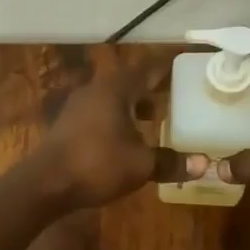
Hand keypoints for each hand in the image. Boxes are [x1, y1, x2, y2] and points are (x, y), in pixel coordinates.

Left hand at [33, 58, 205, 210]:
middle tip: (171, 97)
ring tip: (150, 120)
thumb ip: (171, 162)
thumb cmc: (97, 164)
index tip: (182, 66)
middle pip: (127, 82)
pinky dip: (115, 119)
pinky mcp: (66, 125)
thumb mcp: (141, 165)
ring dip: (130, 106)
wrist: (45, 183)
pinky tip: (123, 139)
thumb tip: (204, 164)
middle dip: (149, 89)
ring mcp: (76, 107)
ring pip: (111, 98)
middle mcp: (94, 90)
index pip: (146, 70)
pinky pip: (98, 113)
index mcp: (115, 89)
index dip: (165, 69)